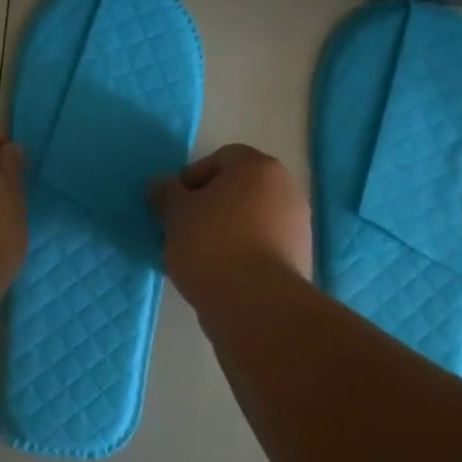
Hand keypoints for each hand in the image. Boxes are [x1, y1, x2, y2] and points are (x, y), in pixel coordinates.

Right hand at [149, 144, 312, 308]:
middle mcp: (286, 189)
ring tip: (197, 256)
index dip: (192, 177)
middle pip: (238, 188)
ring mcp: (297, 225)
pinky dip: (240, 252)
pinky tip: (218, 273)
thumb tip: (162, 185)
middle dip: (208, 205)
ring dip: (224, 230)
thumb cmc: (212, 244)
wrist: (256, 303)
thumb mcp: (176, 214)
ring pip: (250, 218)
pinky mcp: (299, 259)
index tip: (173, 203)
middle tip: (181, 228)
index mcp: (259, 167)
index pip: (221, 158)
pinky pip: (261, 245)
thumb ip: (166, 193)